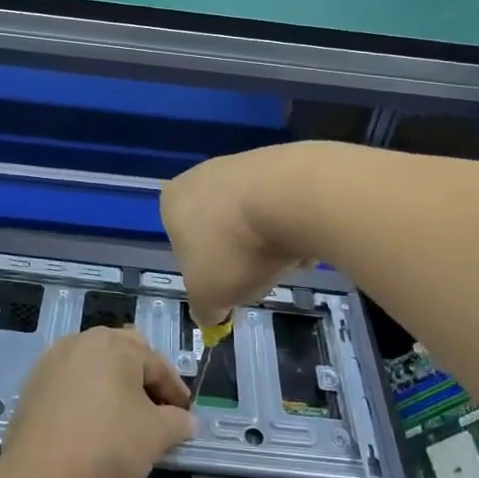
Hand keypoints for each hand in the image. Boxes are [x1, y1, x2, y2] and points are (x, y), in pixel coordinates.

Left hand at [2, 327, 195, 477]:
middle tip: (156, 410)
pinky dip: (87, 398)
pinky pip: (70, 384)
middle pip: (124, 355)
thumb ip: (178, 423)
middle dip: (143, 380)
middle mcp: (82, 341)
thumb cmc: (106, 446)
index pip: (157, 364)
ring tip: (124, 419)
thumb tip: (188, 421)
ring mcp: (52, 362)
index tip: (186, 416)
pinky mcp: (32, 386)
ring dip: (113, 387)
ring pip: (95, 367)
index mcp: (115, 344)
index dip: (176, 391)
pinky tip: (92, 426)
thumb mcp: (155, 436)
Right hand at [161, 146, 310, 326]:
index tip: (226, 285)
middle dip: (240, 255)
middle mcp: (202, 175)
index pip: (182, 244)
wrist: (293, 199)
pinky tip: (305, 238)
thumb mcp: (208, 296)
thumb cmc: (234, 248)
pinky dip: (293, 226)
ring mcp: (243, 164)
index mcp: (173, 202)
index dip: (205, 270)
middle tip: (256, 274)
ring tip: (286, 259)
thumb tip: (211, 316)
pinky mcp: (281, 161)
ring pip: (254, 219)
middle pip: (221, 230)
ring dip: (269, 244)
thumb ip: (204, 310)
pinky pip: (283, 206)